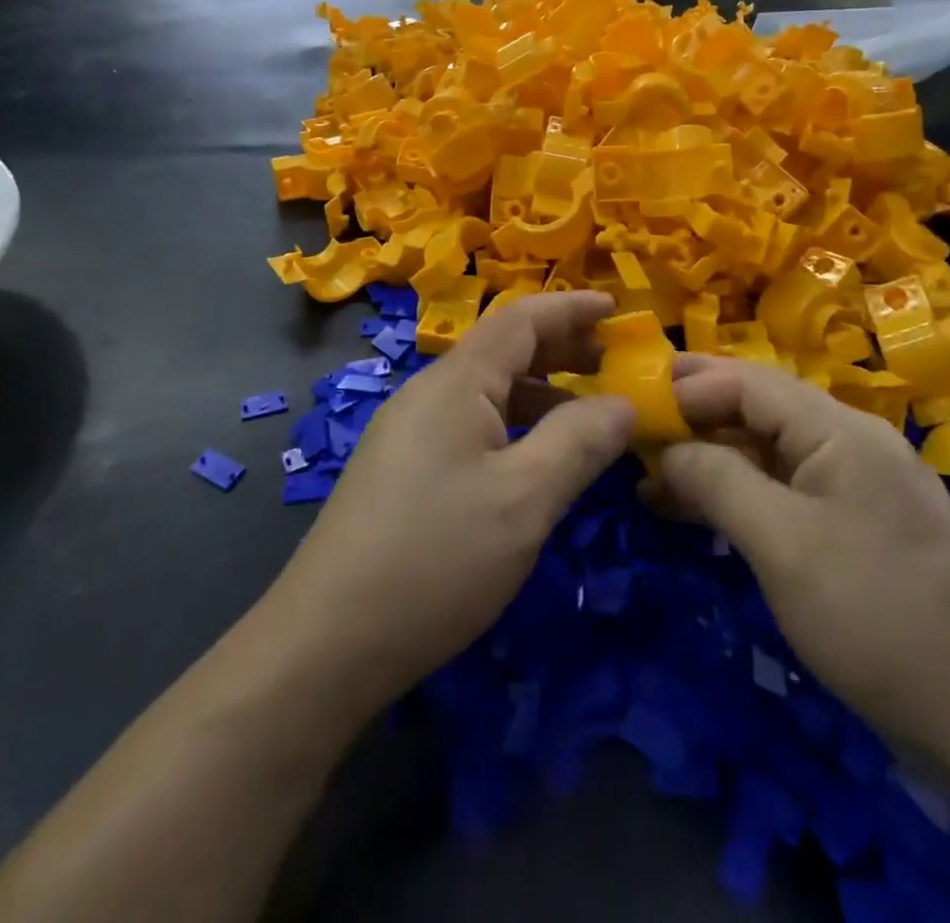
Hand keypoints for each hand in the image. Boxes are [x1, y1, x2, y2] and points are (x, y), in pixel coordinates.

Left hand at [262, 292, 633, 710]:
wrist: (326, 640)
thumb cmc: (435, 559)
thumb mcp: (524, 499)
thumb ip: (579, 441)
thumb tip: (623, 402)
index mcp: (456, 383)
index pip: (521, 319)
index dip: (571, 307)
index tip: (618, 308)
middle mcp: (428, 394)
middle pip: (502, 350)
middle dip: (561, 350)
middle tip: (613, 366)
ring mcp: (409, 432)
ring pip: (485, 392)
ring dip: (538, 393)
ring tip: (586, 415)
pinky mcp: (401, 469)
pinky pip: (468, 426)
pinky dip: (512, 427)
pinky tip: (534, 461)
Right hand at [657, 357, 949, 783]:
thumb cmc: (877, 617)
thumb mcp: (783, 544)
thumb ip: (717, 481)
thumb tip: (666, 448)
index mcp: (840, 430)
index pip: (749, 381)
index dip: (688, 386)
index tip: (631, 402)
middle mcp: (852, 443)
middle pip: (760, 410)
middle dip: (695, 417)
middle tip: (633, 429)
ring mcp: (859, 487)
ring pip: (770, 453)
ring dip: (712, 460)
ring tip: (650, 476)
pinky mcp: (859, 529)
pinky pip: (787, 492)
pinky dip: (741, 495)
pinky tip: (699, 512)